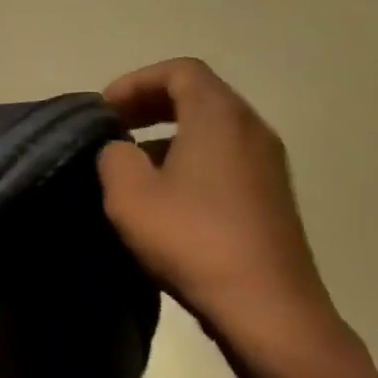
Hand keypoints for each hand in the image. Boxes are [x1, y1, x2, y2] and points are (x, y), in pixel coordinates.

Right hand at [97, 58, 344, 364]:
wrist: (267, 306)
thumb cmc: (193, 240)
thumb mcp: (130, 195)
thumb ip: (114, 156)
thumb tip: (121, 150)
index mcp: (219, 117)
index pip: (180, 71)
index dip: (136, 81)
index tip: (105, 110)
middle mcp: (252, 128)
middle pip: (200, 95)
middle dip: (151, 104)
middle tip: (115, 128)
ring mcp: (269, 163)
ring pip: (213, 129)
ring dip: (170, 134)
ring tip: (134, 164)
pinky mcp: (272, 196)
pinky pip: (226, 158)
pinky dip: (192, 159)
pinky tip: (167, 197)